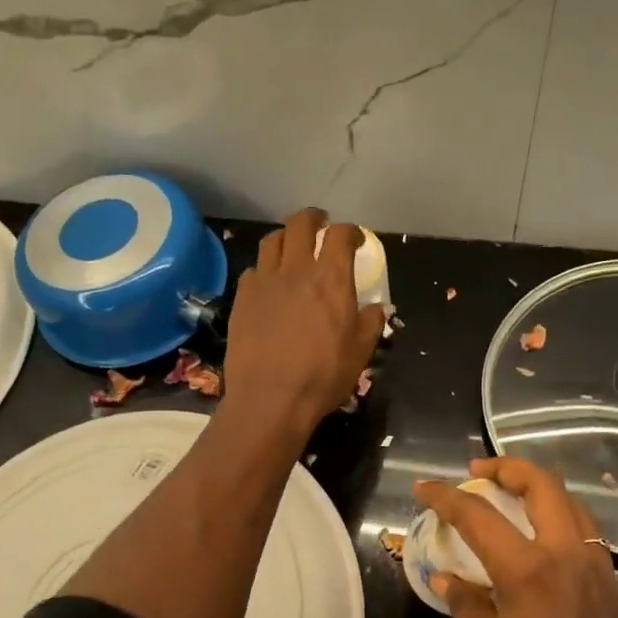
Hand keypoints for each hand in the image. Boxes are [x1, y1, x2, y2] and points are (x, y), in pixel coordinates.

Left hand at [223, 209, 383, 441]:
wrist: (270, 398)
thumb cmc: (323, 376)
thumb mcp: (361, 352)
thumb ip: (371, 322)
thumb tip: (376, 307)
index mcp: (332, 279)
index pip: (340, 235)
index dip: (350, 232)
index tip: (355, 240)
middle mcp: (297, 270)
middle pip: (300, 223)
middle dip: (313, 219)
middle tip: (320, 226)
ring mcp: (265, 281)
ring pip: (273, 240)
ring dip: (286, 238)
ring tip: (292, 249)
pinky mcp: (242, 298)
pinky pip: (254, 270)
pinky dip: (265, 269)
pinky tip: (269, 283)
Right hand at [415, 457, 617, 617]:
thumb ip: (467, 608)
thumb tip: (449, 579)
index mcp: (530, 573)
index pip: (480, 516)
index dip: (447, 497)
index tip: (425, 487)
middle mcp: (572, 562)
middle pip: (545, 488)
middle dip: (509, 469)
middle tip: (479, 472)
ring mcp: (603, 580)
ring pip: (576, 510)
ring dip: (542, 494)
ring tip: (512, 502)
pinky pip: (590, 544)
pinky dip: (563, 527)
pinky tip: (543, 554)